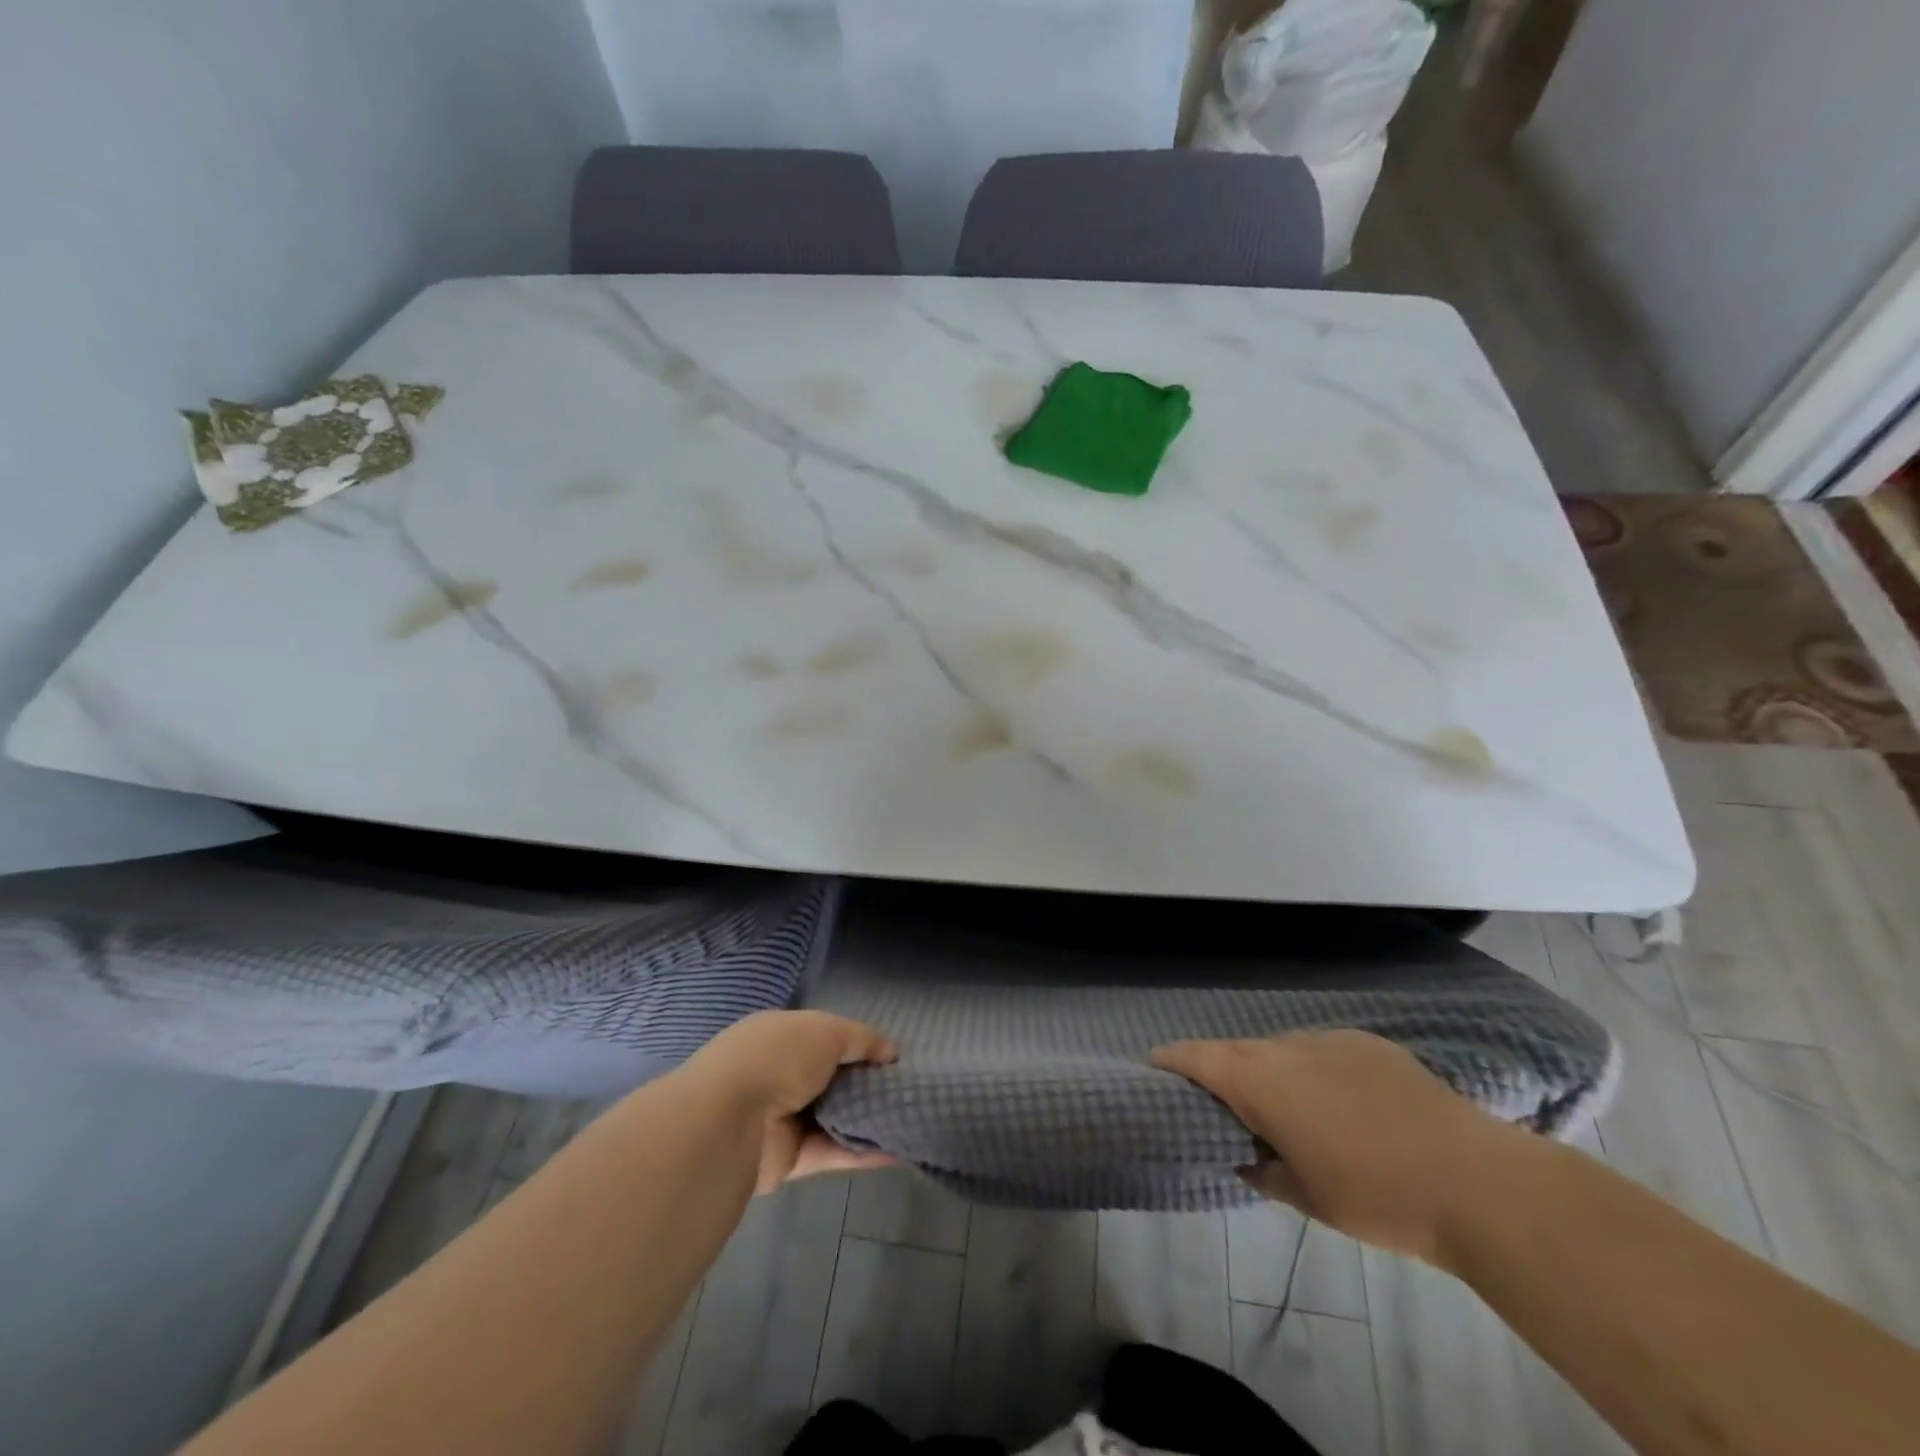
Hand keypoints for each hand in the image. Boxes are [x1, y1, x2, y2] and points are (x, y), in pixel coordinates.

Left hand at [681, 1010, 898, 1193]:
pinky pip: (833, 1153)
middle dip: (866, 1083)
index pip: (825, 1036)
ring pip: (834, 1118)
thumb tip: (891, 1052)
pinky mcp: (789, 1160)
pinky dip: (864, 1153)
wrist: (729, 1122)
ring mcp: (783, 1119)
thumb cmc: (778, 1058)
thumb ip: (861, 1039)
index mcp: (780, 1035)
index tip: (893, 1058)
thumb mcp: (826, 1030)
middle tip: (908, 1089)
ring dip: (868, 1119)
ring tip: (911, 1118)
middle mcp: (779, 1074)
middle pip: (831, 1079)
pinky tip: (899, 1149)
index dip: (858, 1045)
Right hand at [1153, 1030, 1515, 1263]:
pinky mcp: (1369, 1042)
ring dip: (1273, 1070)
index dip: (1173, 1058)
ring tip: (1289, 1106)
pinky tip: (1342, 1101)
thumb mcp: (1308, 1200)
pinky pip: (1323, 1050)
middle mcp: (1286, 1049)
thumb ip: (1265, 1173)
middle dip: (1223, 1069)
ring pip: (1282, 1049)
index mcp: (1259, 1083)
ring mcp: (1329, 1040)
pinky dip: (1315, 1069)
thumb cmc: (1376, 1197)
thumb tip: (1249, 1159)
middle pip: (1238, 1050)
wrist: (1474, 1181)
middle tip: (1225, 1099)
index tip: (1156, 1063)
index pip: (1198, 1057)